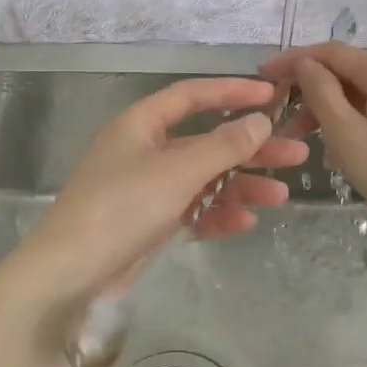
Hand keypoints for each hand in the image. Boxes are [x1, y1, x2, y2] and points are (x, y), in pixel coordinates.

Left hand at [14, 76, 309, 307]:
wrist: (70, 273)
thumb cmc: (121, 207)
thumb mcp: (177, 171)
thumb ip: (222, 146)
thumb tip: (260, 121)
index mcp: (142, 124)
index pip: (192, 96)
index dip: (232, 92)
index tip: (272, 95)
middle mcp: (145, 150)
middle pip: (206, 141)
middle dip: (250, 148)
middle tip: (295, 154)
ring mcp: (147, 188)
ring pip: (203, 179)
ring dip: (241, 185)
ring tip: (281, 196)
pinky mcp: (150, 223)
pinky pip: (192, 210)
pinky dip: (217, 214)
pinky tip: (245, 222)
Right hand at [262, 43, 366, 245]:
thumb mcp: (348, 135)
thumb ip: (321, 93)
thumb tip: (304, 65)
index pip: (330, 52)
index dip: (293, 61)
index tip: (261, 77)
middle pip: (347, 74)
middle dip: (311, 94)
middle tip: (283, 125)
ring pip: (362, 97)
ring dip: (330, 115)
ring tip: (308, 146)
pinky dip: (354, 127)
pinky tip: (341, 155)